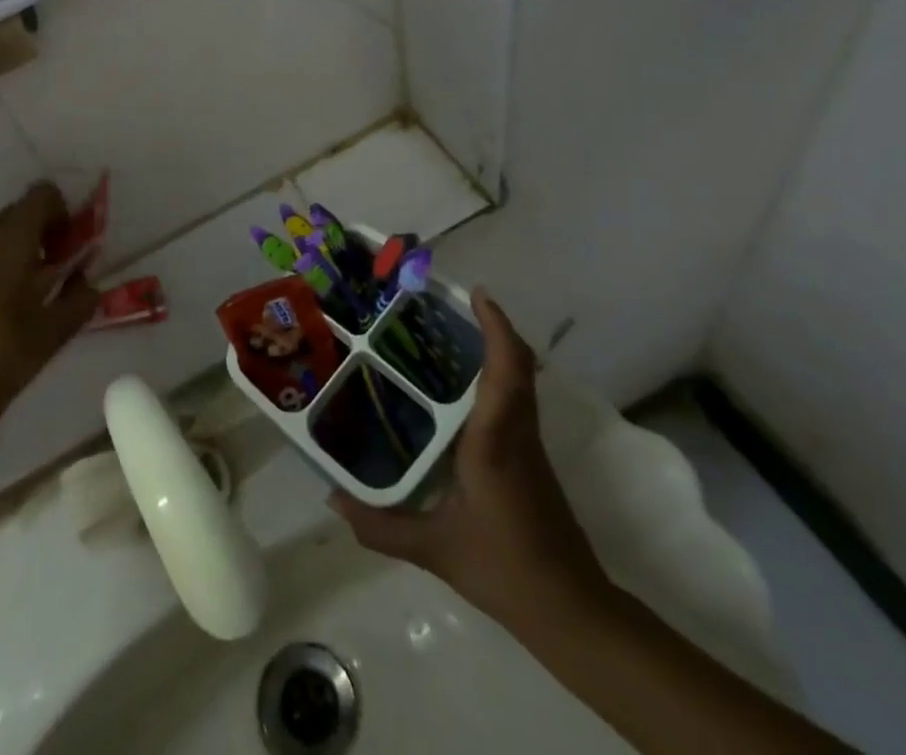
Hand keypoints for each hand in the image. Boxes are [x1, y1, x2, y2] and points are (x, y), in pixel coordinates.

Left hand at [0, 183, 99, 431]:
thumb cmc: (7, 356)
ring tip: (14, 297)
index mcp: (12, 241)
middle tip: (48, 271)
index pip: (40, 195)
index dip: (59, 211)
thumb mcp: (57, 330)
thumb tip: (87, 282)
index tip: (66, 245)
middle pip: (13, 215)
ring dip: (7, 254)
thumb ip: (80, 297)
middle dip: (35, 233)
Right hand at [330, 290, 609, 634]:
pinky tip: (462, 393)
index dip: (497, 327)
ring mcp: (529, 446)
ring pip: (521, 382)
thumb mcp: (435, 549)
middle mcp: (517, 432)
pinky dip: (497, 379)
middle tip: (451, 308)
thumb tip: (332, 500)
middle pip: (519, 365)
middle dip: (493, 329)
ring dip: (496, 351)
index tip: (477, 294)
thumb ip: (381, 526)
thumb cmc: (505, 569)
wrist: (572, 611)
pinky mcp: (532, 461)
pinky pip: (517, 401)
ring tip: (449, 338)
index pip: (506, 370)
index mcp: (495, 440)